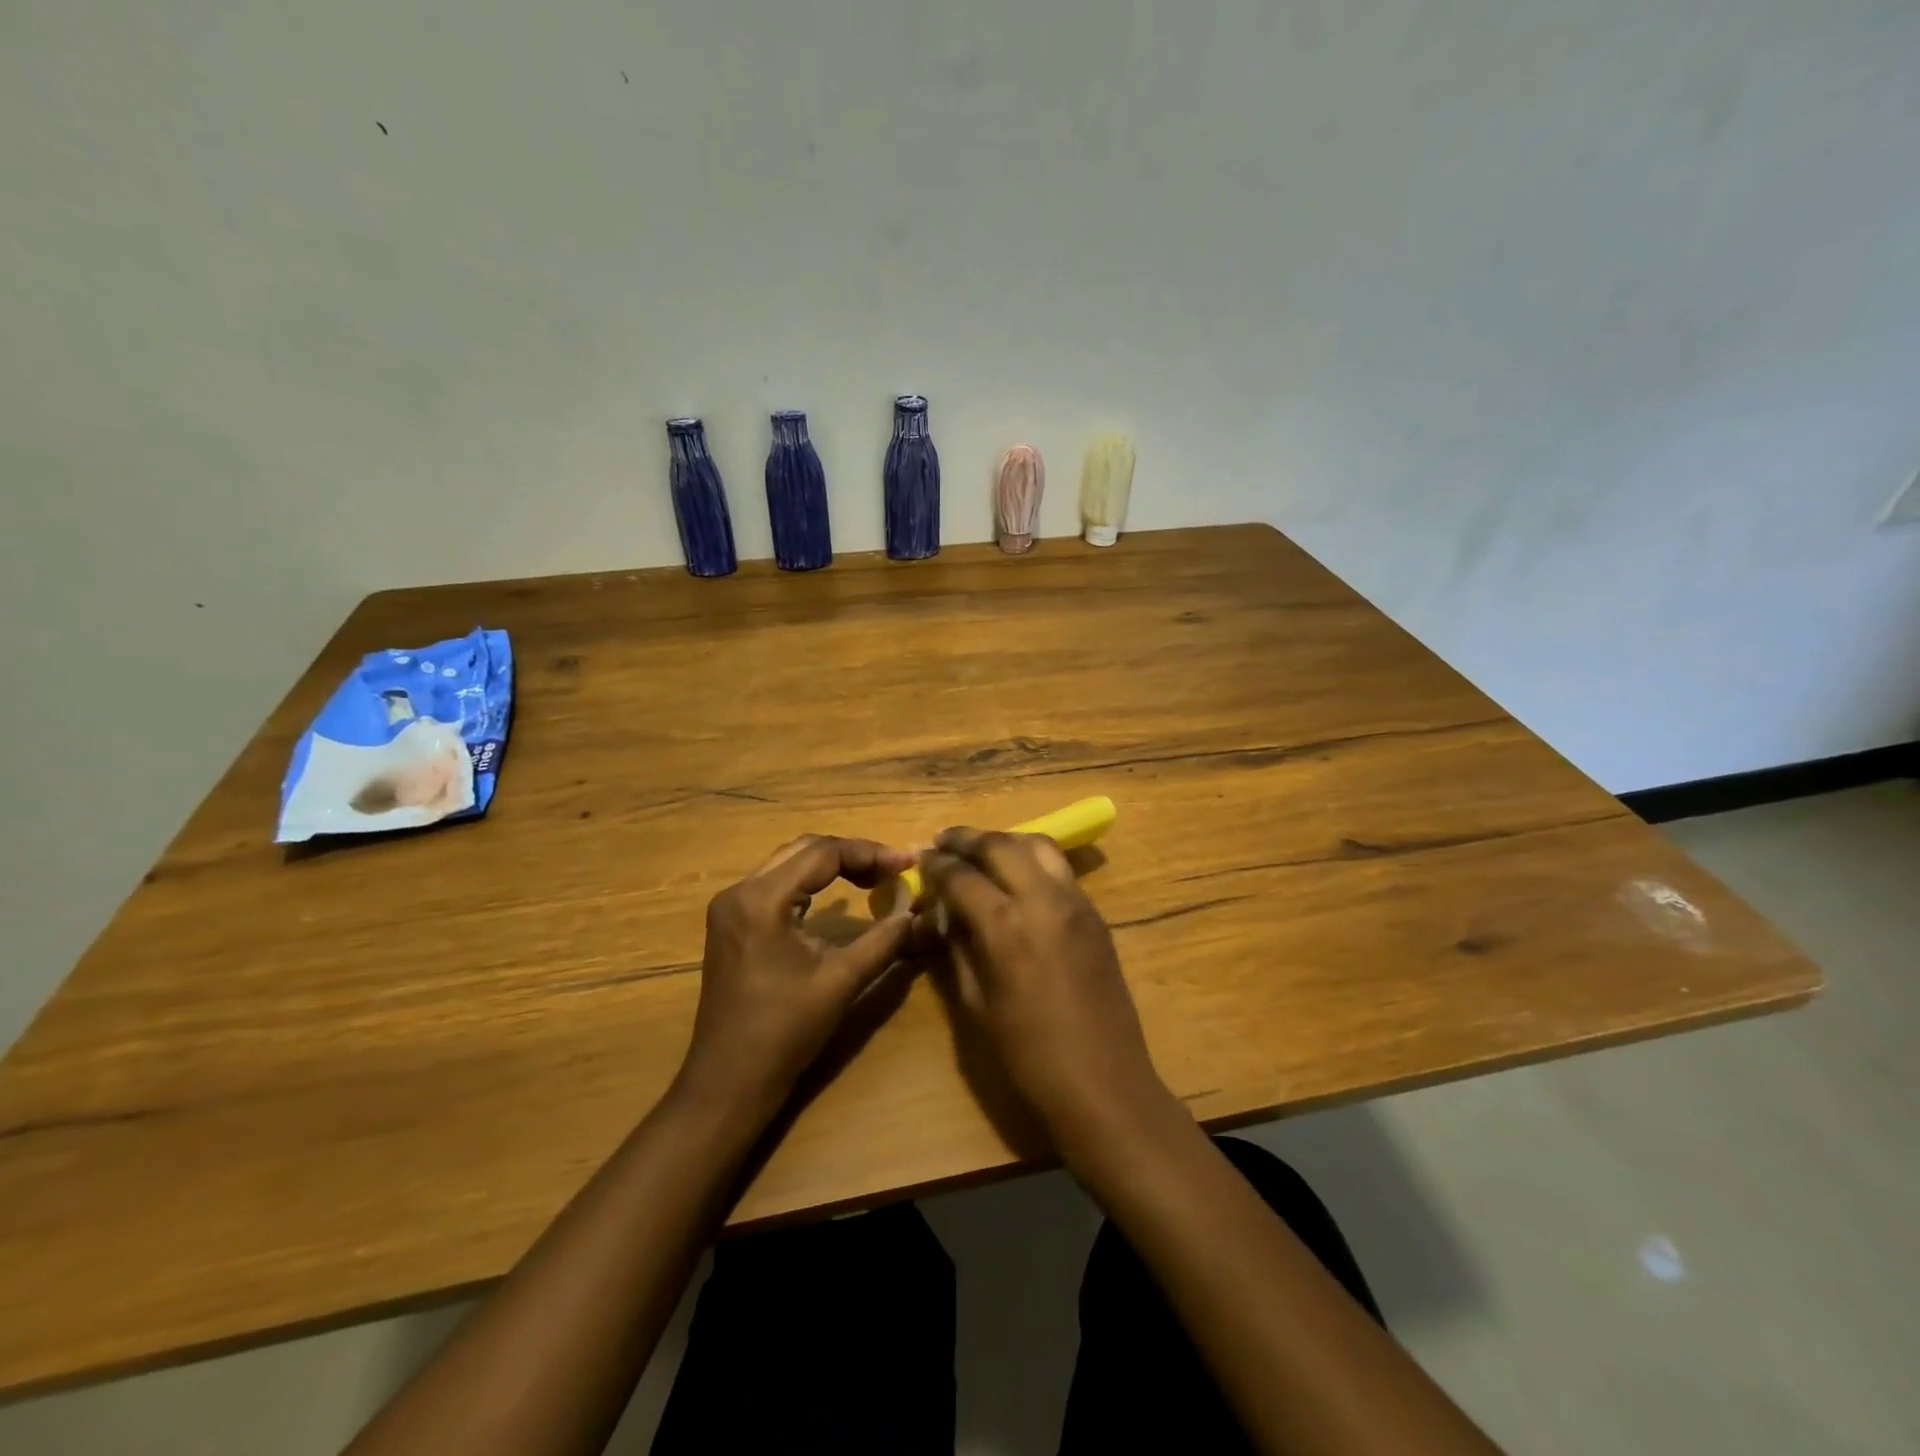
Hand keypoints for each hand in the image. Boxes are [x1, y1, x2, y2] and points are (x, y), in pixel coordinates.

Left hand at [676, 836, 915, 1123]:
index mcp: (762, 899)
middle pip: (804, 849)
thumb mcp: (842, 981)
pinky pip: (775, 884)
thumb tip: (916, 912)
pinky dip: (809, 882)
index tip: (907, 863)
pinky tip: (835, 898)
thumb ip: (883, 940)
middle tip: (892, 870)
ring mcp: (730, 907)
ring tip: (873, 878)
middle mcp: (740, 891)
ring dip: (830, 865)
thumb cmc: (785, 1032)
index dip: (870, 853)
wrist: (729, 1082)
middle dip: (852, 854)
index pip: (823, 853)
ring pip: (788, 863)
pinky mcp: (731, 923)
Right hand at [918, 829, 1170, 1152]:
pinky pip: (1059, 868)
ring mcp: (1076, 902)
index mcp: (1006, 926)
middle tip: (944, 842)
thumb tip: (945, 913)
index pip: (962, 875)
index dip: (936, 864)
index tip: (921, 858)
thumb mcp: (977, 1004)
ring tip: (981, 850)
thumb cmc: (1029, 1056)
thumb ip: (959, 948)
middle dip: (967, 839)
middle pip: (1000, 844)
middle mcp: (1043, 900)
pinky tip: (1017, 875)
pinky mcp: (1095, 913)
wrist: (1104, 1083)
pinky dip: (1031, 858)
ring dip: (1003, 841)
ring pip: (1036, 845)